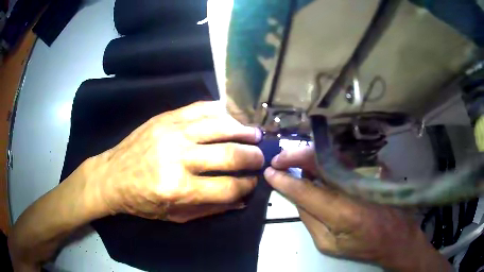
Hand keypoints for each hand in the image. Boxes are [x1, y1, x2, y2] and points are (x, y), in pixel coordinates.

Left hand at [86, 101, 263, 222]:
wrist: (111, 176)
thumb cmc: (141, 201)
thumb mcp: (175, 216)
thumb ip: (210, 209)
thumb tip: (241, 200)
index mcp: (179, 189)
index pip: (229, 187)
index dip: (247, 186)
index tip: (254, 182)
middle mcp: (178, 158)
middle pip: (229, 154)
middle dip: (252, 157)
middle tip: (261, 157)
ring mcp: (172, 132)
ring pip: (219, 126)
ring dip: (243, 131)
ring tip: (255, 135)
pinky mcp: (166, 118)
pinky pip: (201, 109)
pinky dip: (222, 112)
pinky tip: (232, 117)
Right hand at [264, 147, 451, 270]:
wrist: (395, 235)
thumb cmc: (363, 246)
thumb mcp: (330, 245)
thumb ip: (311, 221)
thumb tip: (297, 199)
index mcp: (342, 212)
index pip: (306, 191)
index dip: (285, 181)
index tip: (269, 173)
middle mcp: (351, 188)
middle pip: (319, 163)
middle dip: (294, 157)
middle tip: (277, 160)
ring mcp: (360, 177)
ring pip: (328, 157)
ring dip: (306, 155)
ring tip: (289, 158)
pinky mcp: (364, 174)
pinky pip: (338, 161)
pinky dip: (321, 158)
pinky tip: (311, 162)